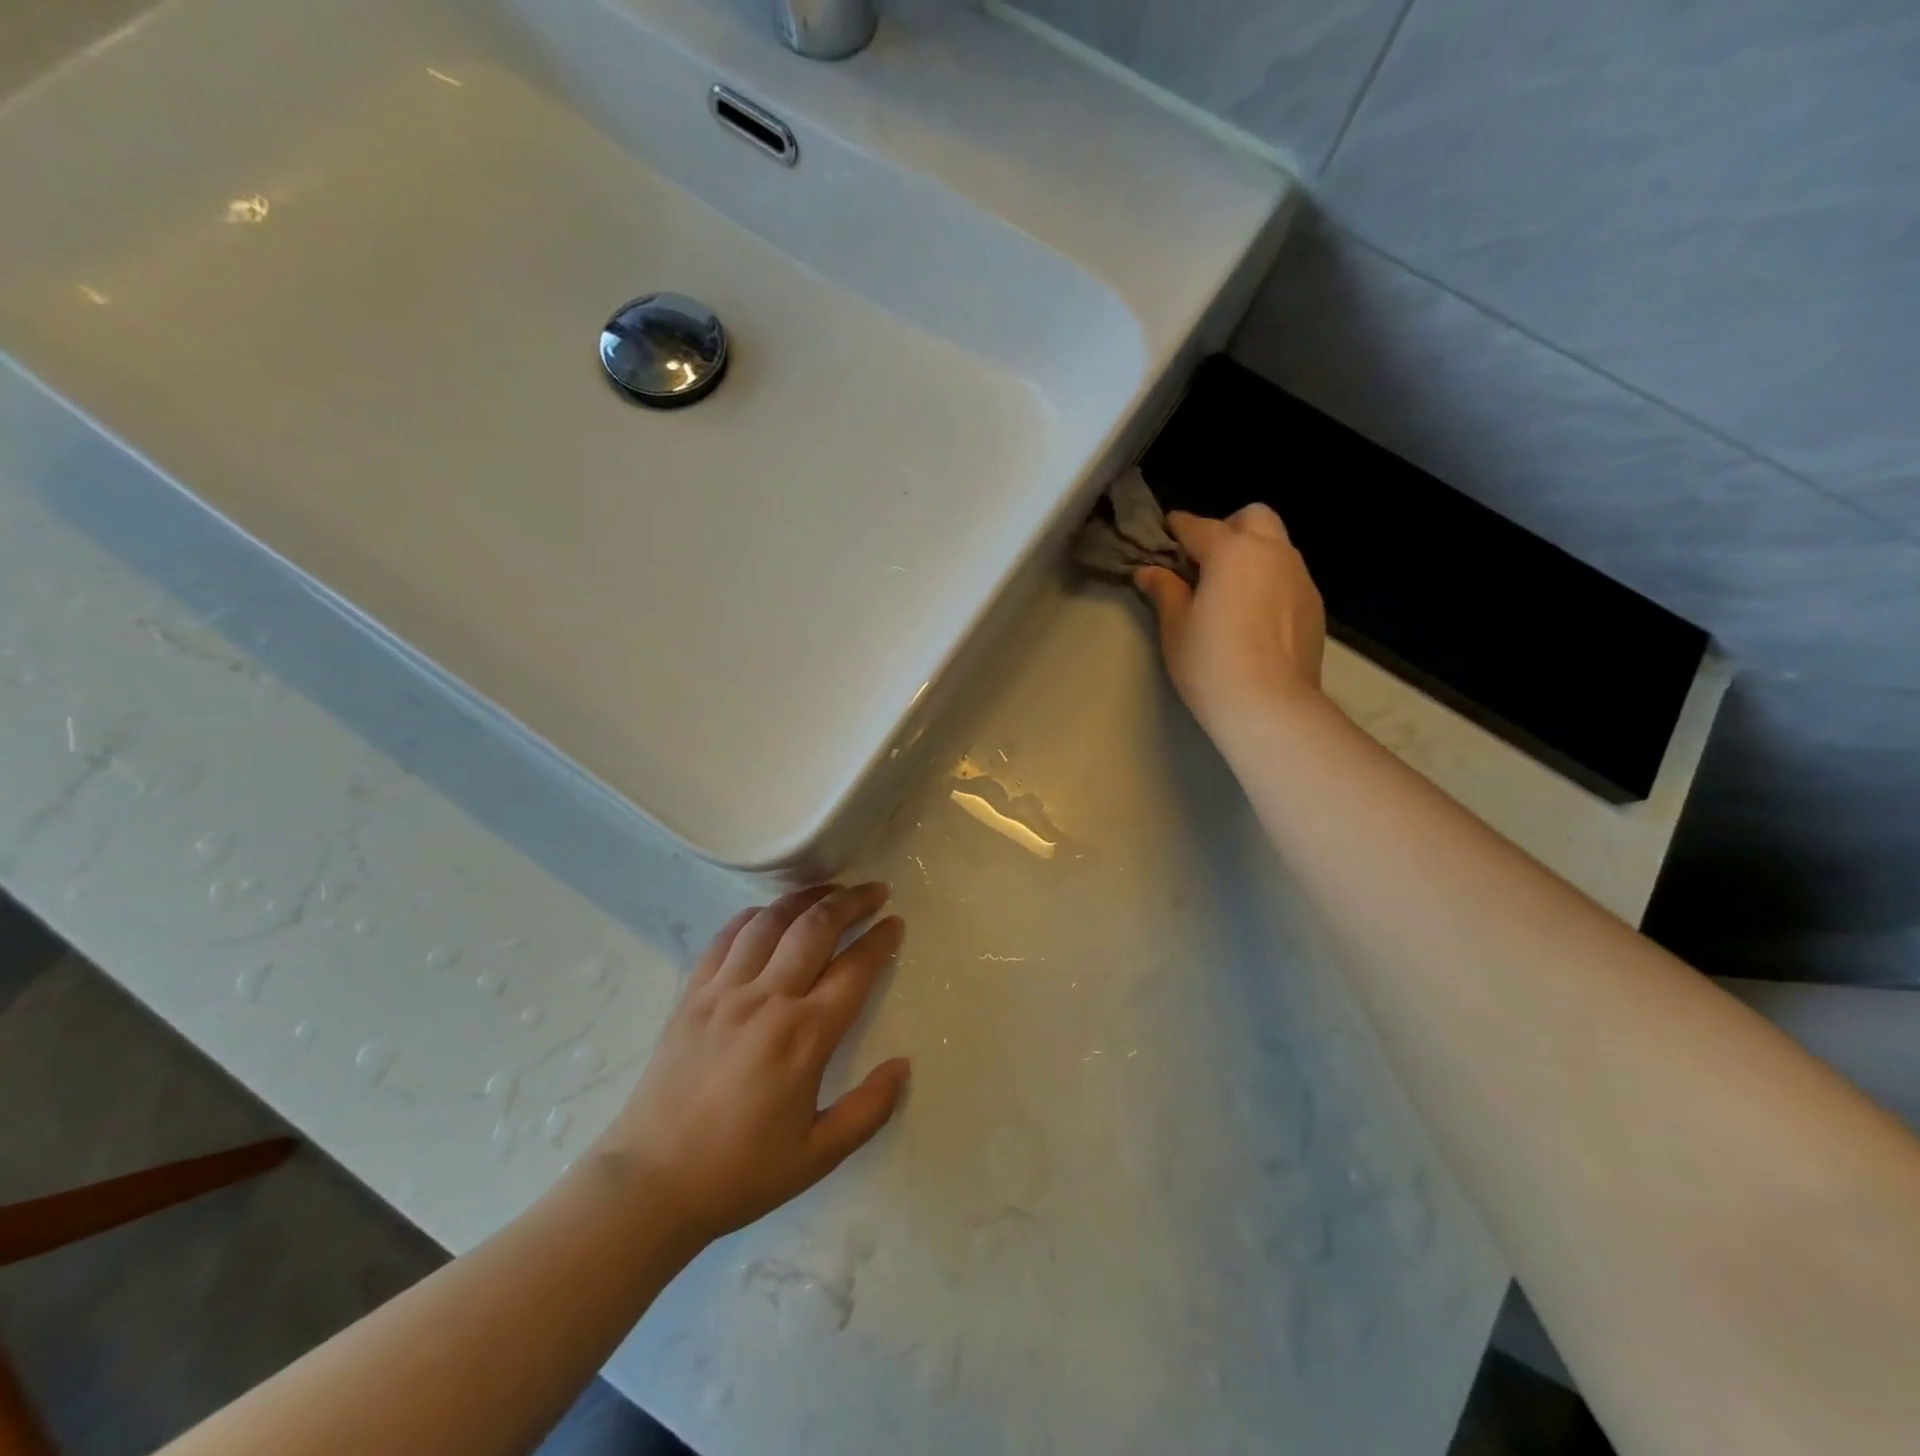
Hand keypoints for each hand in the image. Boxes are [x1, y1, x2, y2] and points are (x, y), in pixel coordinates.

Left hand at [593, 884, 909, 1245]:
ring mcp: (725, 991)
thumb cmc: (740, 1172)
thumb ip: (868, 1110)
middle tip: (874, 890)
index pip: (855, 969)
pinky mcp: (693, 994)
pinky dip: (754, 916)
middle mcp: (767, 999)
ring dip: (806, 897)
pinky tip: (769, 914)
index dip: (880, 940)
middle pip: (816, 927)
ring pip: (772, 921)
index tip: (895, 922)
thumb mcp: (818, 1156)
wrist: (650, 1184)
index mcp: (804, 1036)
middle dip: (852, 901)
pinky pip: (727, 937)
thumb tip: (903, 1066)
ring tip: (829, 889)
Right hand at [1135, 503, 1327, 733]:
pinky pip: (1290, 576)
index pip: (1198, 526)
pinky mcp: (1314, 604)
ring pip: (1277, 545)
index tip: (1166, 532)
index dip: (1178, 527)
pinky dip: (1270, 580)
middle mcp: (1271, 552)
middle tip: (1206, 560)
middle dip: (1228, 528)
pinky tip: (1256, 614)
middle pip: (1252, 517)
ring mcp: (1299, 576)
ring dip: (1253, 553)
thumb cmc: (1210, 662)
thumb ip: (1165, 591)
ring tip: (1232, 588)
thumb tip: (1149, 571)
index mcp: (1231, 552)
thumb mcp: (1175, 627)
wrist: (1270, 704)